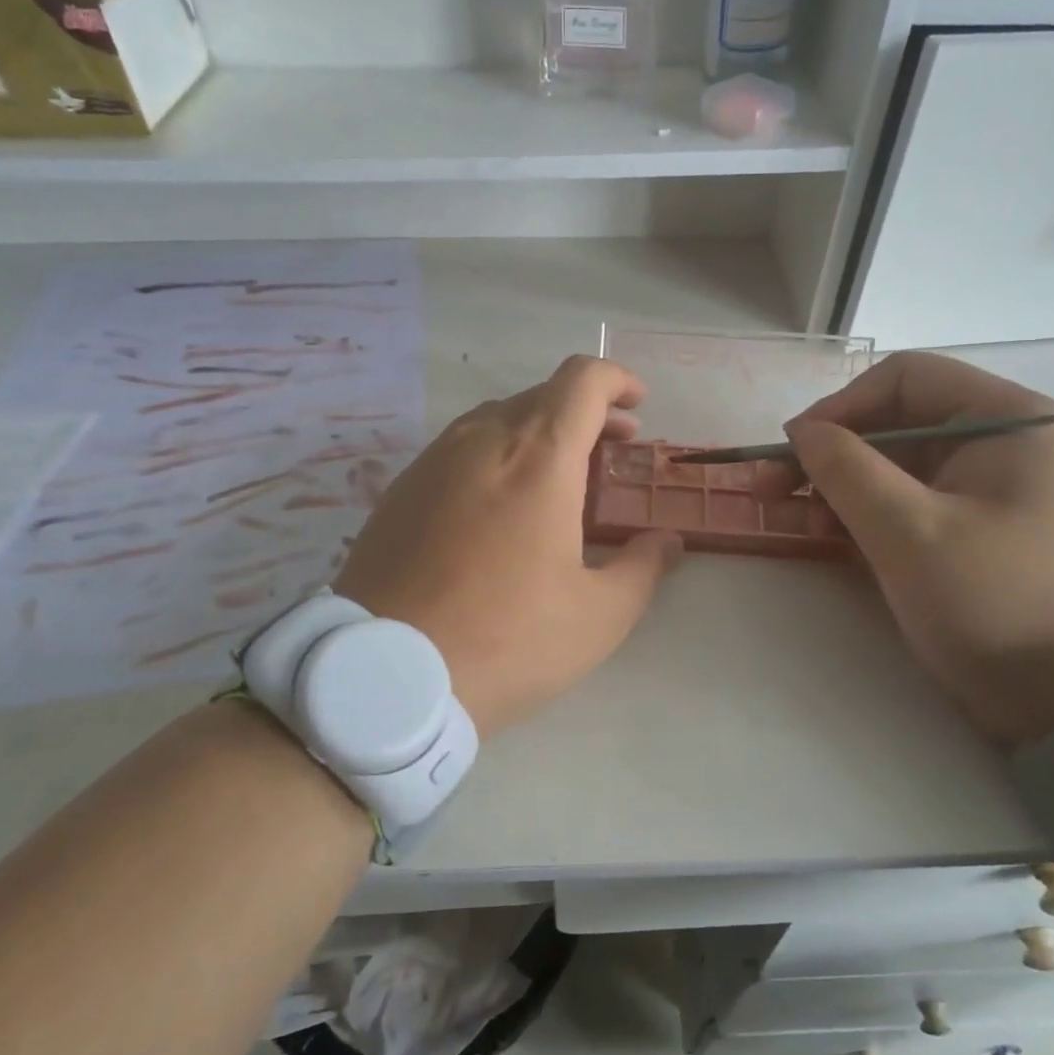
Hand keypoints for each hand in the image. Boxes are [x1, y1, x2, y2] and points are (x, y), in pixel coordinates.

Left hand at [334, 356, 682, 740]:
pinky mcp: (400, 488)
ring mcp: (433, 460)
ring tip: (558, 479)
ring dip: (538, 433)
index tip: (637, 407)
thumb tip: (667, 541)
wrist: (386, 675)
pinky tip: (499, 507)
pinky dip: (496, 455)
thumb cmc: (506, 640)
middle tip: (610, 455)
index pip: (583, 379)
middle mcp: (483, 440)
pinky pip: (459, 448)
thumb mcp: (597, 616)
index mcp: (539, 457)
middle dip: (586, 414)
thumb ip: (643, 568)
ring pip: (498, 419)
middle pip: (542, 396)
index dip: (617, 380)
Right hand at [782, 352, 1053, 749]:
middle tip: (771, 488)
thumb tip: (801, 430)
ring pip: (898, 467)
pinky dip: (866, 515)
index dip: (839, 406)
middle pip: (896, 421)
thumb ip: (845, 469)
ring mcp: (993, 491)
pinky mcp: (981, 533)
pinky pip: (912, 504)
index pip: (904, 378)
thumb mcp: (910, 532)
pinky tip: (829, 535)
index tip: (791, 450)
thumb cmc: (999, 603)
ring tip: (792, 518)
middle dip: (829, 452)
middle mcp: (1003, 442)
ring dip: (839, 486)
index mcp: (1006, 420)